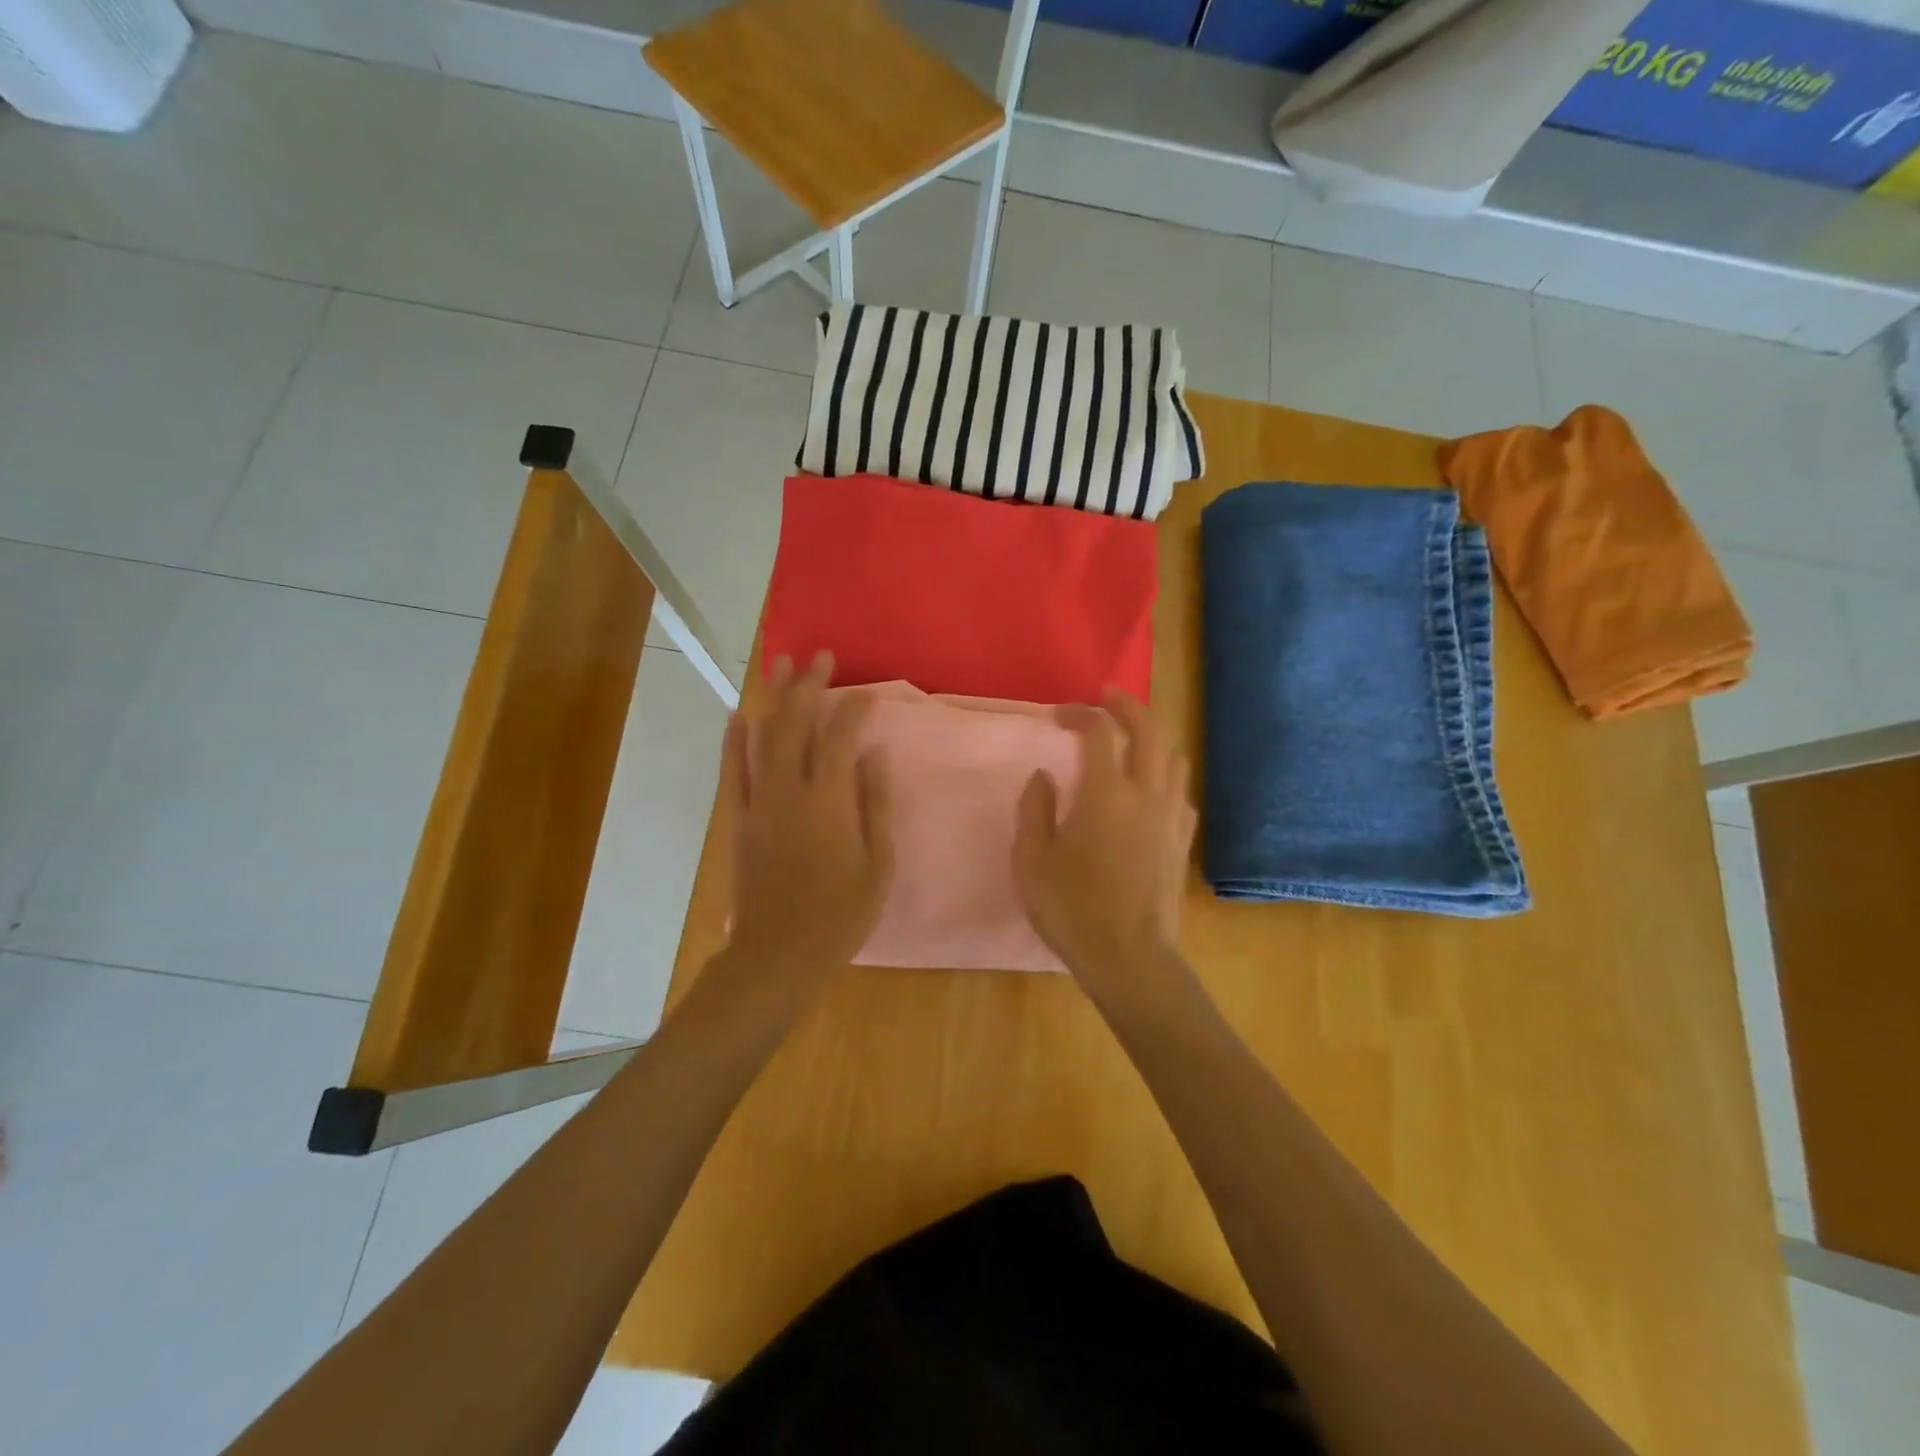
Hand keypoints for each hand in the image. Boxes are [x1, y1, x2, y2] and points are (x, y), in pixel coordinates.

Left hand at [720, 652, 893, 992]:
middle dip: (808, 685)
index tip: (866, 693)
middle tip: (819, 656)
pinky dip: (734, 739)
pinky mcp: (737, 819)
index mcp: (831, 801)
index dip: (854, 709)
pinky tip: (739, 714)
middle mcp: (791, 790)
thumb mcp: (878, 864)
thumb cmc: (840, 915)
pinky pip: (733, 770)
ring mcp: (759, 802)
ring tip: (779, 664)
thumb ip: (875, 805)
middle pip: (797, 724)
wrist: (778, 954)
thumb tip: (874, 756)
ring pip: (762, 737)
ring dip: (772, 698)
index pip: (841, 738)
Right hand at [1012, 690, 1196, 1002]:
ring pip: (1174, 757)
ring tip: (1131, 738)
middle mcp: (1146, 793)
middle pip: (1150, 729)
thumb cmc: (1071, 908)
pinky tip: (1150, 789)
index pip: (1099, 731)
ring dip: (1153, 736)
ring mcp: (1171, 816)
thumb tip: (1044, 776)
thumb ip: (1034, 809)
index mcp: (1105, 793)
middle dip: (1129, 705)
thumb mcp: (1031, 859)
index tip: (1059, 715)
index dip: (1080, 713)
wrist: (1128, 956)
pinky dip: (1165, 775)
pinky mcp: (1182, 841)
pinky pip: (1181, 791)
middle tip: (1108, 697)